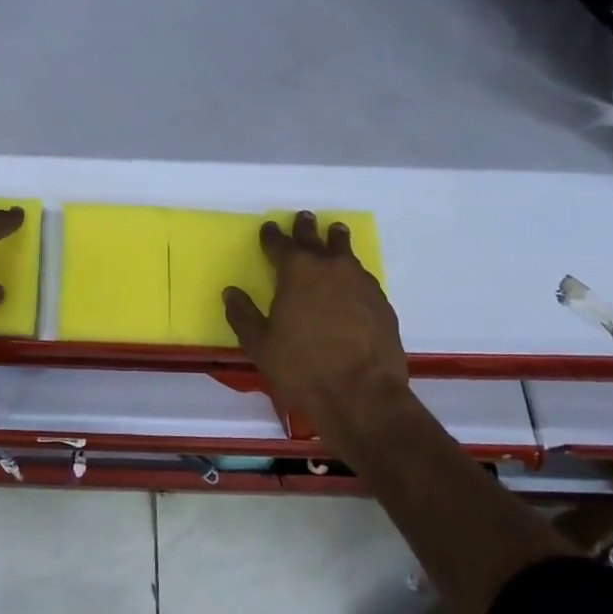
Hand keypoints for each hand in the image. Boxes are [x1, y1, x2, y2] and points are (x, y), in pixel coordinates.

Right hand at [223, 212, 410, 432]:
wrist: (364, 395)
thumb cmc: (302, 368)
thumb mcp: (260, 344)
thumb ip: (243, 315)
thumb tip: (231, 293)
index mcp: (296, 271)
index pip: (279, 243)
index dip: (271, 235)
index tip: (268, 228)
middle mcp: (330, 267)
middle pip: (315, 238)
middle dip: (306, 228)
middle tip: (304, 218)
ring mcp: (360, 283)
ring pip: (345, 252)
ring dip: (336, 241)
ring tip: (335, 233)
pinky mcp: (382, 303)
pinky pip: (362, 277)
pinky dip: (352, 273)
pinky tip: (352, 282)